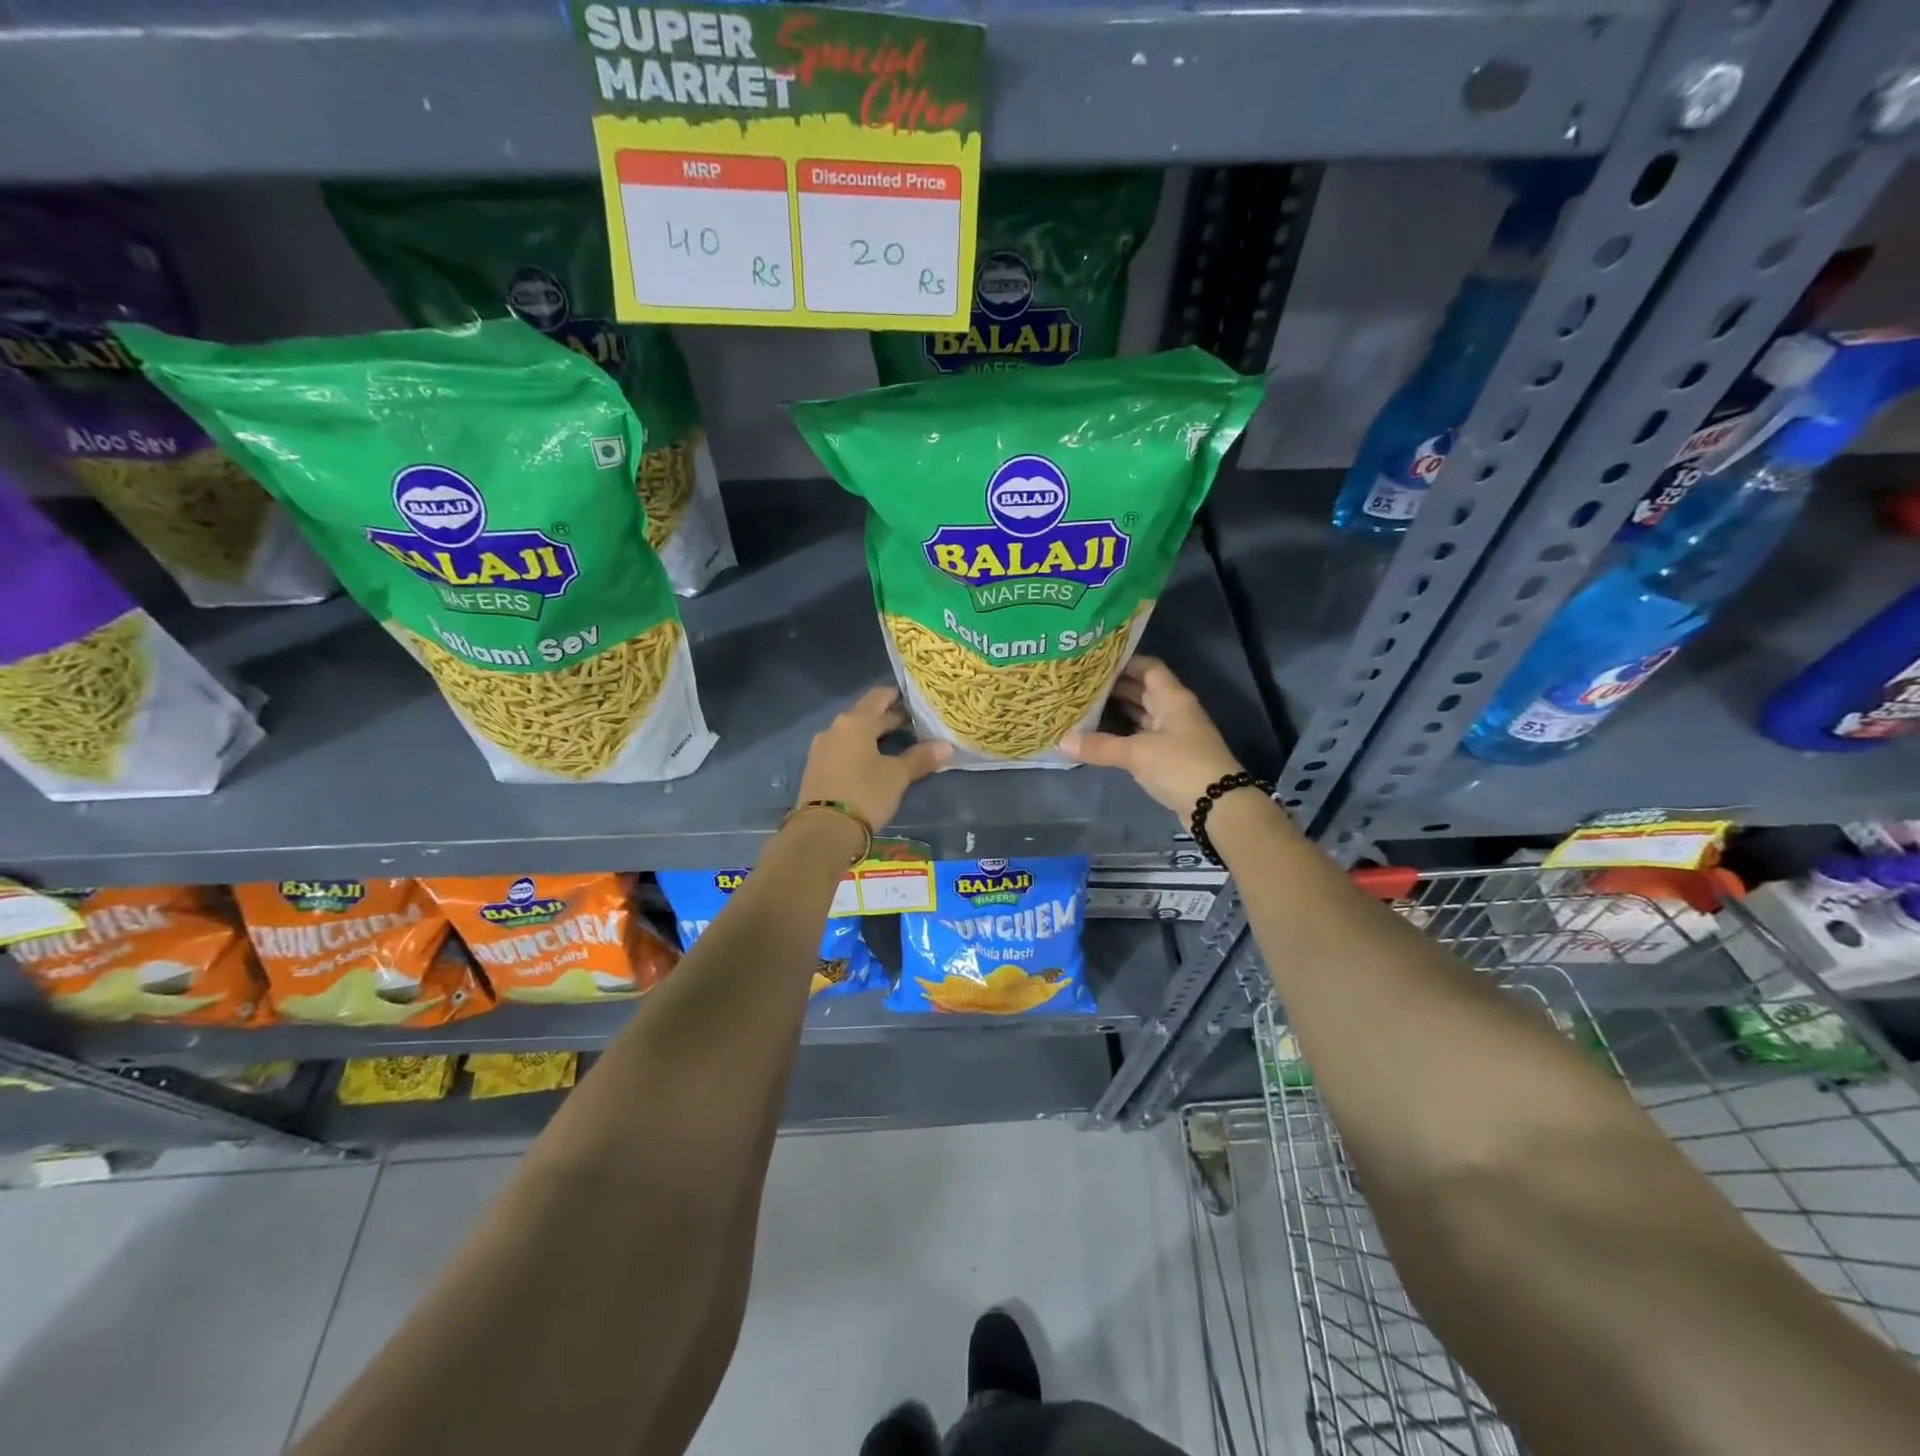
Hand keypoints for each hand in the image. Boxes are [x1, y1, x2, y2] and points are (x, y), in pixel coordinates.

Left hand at [797, 686, 950, 831]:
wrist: (823, 831)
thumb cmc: (865, 794)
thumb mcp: (897, 776)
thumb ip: (921, 758)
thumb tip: (946, 747)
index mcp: (855, 722)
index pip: (878, 696)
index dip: (898, 696)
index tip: (917, 701)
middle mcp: (835, 729)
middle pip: (866, 716)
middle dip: (890, 719)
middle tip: (916, 724)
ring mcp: (822, 749)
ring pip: (853, 734)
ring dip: (874, 737)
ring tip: (899, 744)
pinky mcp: (816, 769)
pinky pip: (843, 750)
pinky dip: (860, 751)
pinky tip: (874, 763)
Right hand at [1064, 657, 1241, 814]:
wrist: (1218, 807)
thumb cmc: (1180, 766)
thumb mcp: (1137, 754)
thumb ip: (1100, 746)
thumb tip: (1062, 741)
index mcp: (1173, 699)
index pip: (1148, 668)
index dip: (1124, 662)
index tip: (1094, 662)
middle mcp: (1174, 712)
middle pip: (1143, 691)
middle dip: (1114, 687)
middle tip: (1080, 685)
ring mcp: (1173, 736)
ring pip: (1141, 716)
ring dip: (1117, 712)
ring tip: (1084, 707)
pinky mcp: (1170, 759)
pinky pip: (1141, 738)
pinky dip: (1122, 736)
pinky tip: (1099, 737)